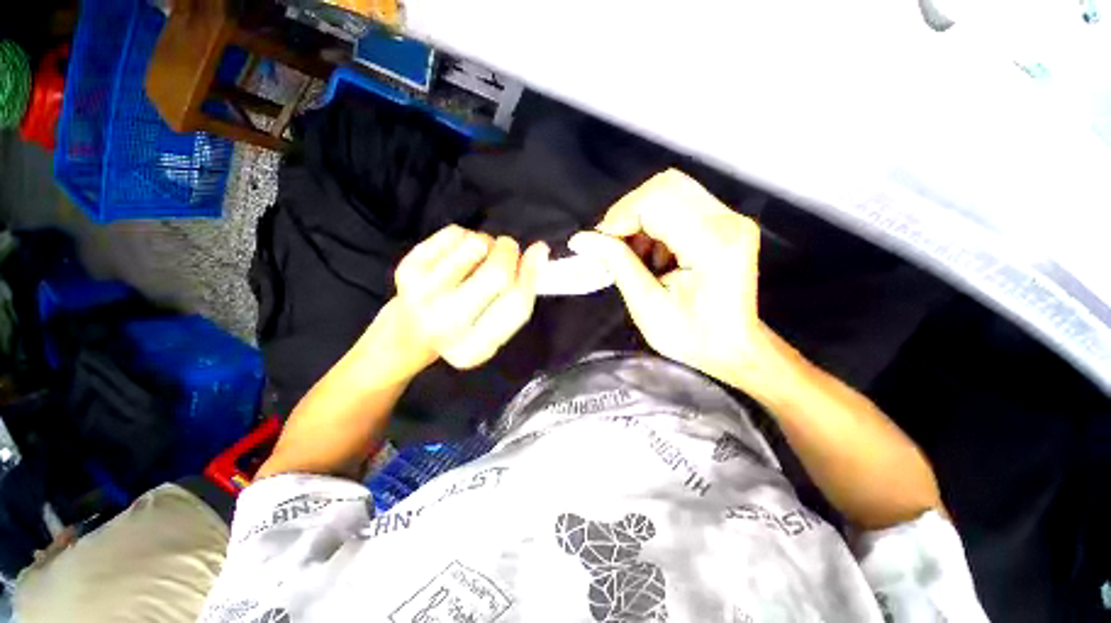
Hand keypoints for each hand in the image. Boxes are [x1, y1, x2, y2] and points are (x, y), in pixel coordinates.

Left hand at [362, 225, 548, 377]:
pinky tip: (458, 255)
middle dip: (510, 252)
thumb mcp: (498, 325)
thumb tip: (540, 251)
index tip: (539, 252)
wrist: (411, 329)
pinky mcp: (407, 269)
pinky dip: (466, 238)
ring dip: (488, 244)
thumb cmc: (465, 327)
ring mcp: (422, 296)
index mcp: (474, 349)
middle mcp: (445, 326)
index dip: (532, 274)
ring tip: (480, 257)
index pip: (517, 305)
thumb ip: (522, 293)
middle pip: (497, 273)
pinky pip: (456, 234)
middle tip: (508, 249)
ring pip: (476, 246)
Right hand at [569, 169, 772, 391]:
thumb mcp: (647, 306)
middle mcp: (729, 222)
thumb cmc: (692, 338)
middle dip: (627, 212)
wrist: (733, 348)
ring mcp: (731, 219)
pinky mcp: (726, 222)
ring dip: (640, 218)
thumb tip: (582, 239)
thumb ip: (616, 264)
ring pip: (671, 190)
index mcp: (713, 246)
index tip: (598, 243)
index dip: (618, 217)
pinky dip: (654, 223)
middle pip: (665, 186)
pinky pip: (680, 203)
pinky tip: (651, 252)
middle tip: (611, 245)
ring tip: (632, 253)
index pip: (656, 202)